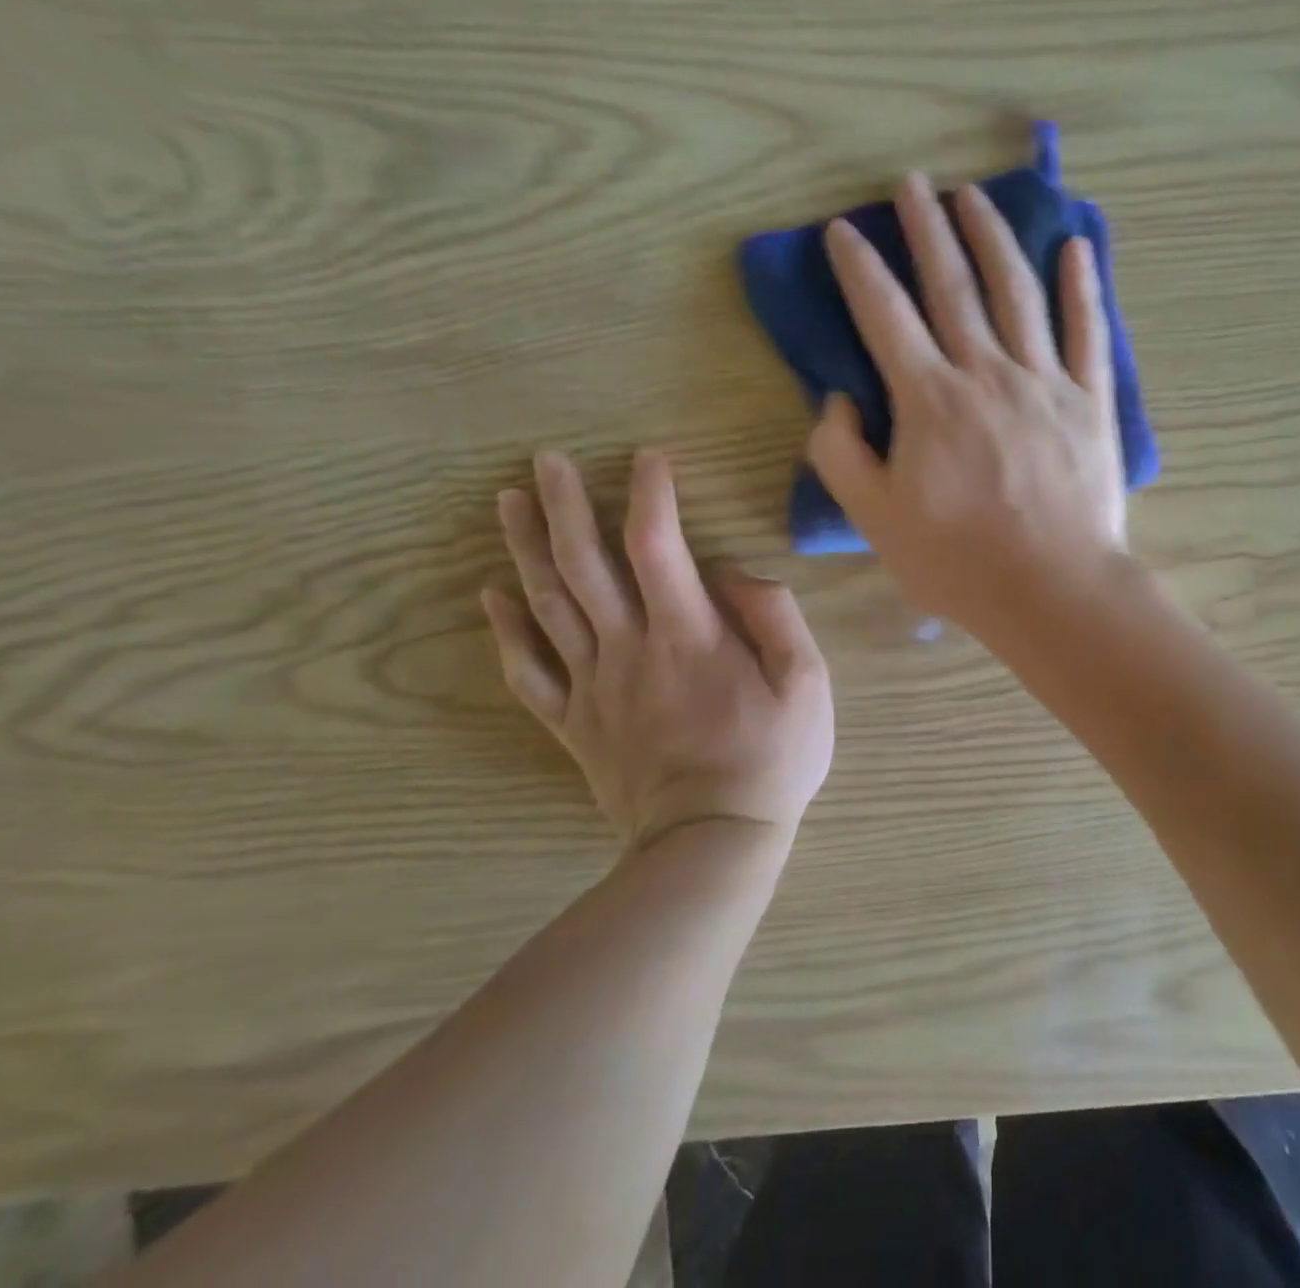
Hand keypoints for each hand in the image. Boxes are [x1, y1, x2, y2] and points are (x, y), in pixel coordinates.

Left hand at [482, 451, 833, 853]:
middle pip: (585, 564)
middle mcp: (630, 648)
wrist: (712, 841)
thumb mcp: (808, 684)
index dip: (650, 494)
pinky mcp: (575, 724)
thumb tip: (736, 576)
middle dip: (564, 505)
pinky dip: (506, 631)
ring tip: (508, 503)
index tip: (648, 458)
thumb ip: (776, 618)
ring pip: (548, 606)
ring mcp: (594, 687)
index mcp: (690, 635)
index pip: (657, 545)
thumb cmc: (772, 759)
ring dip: (526, 549)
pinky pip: (528, 673)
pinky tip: (492, 596)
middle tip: (545, 460)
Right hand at [808, 173, 1126, 636]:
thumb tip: (836, 401)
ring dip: (992, 238)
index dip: (860, 268)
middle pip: (953, 285)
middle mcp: (986, 372)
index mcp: (929, 399)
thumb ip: (841, 455)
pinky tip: (1074, 248)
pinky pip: (1088, 332)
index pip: (885, 315)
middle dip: (926, 229)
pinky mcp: (1090, 402)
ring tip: (973, 197)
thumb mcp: (875, 519)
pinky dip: (1083, 287)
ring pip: (1017, 292)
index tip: (843, 229)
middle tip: (911, 184)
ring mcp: (1045, 382)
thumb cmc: (957, 562)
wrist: (1051, 590)